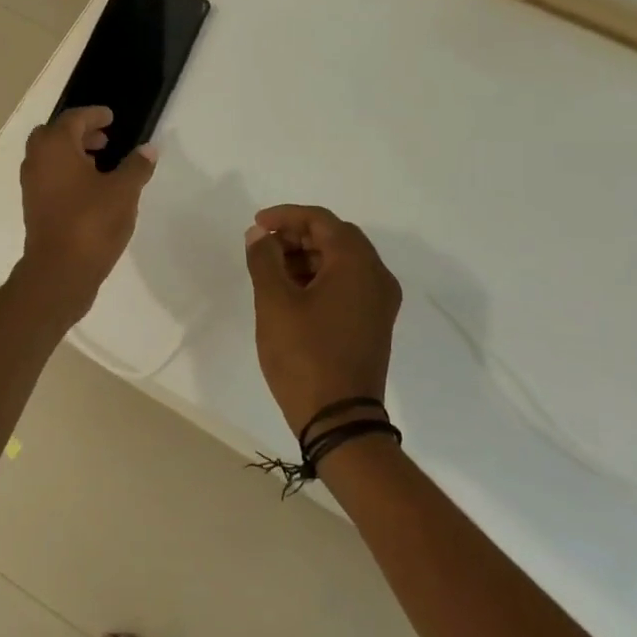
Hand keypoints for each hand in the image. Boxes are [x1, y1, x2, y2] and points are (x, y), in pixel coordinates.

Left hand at [15, 107, 156, 319]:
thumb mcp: (123, 191)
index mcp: (55, 146)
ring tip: (101, 163)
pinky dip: (67, 174)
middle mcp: (37, 161)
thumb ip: (136, 167)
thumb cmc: (91, 222)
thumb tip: (148, 150)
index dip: (93, 115)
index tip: (110, 117)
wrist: (59, 271)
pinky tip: (91, 189)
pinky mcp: (34, 208)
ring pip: (50, 158)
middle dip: (79, 133)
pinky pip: (50, 178)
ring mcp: (32, 186)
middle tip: (104, 139)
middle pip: (55, 135)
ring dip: (72, 154)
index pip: (73, 119)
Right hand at [245, 205, 401, 437]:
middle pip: (335, 237)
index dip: (286, 216)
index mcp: (357, 264)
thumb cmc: (304, 355)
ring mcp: (379, 301)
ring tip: (271, 269)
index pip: (321, 220)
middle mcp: (377, 276)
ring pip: (342, 260)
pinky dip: (320, 277)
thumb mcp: (274, 302)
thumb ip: (264, 259)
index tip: (256, 225)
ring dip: (307, 256)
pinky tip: (292, 292)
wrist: (339, 419)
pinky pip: (347, 283)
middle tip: (263, 246)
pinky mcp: (373, 322)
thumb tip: (259, 235)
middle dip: (297, 235)